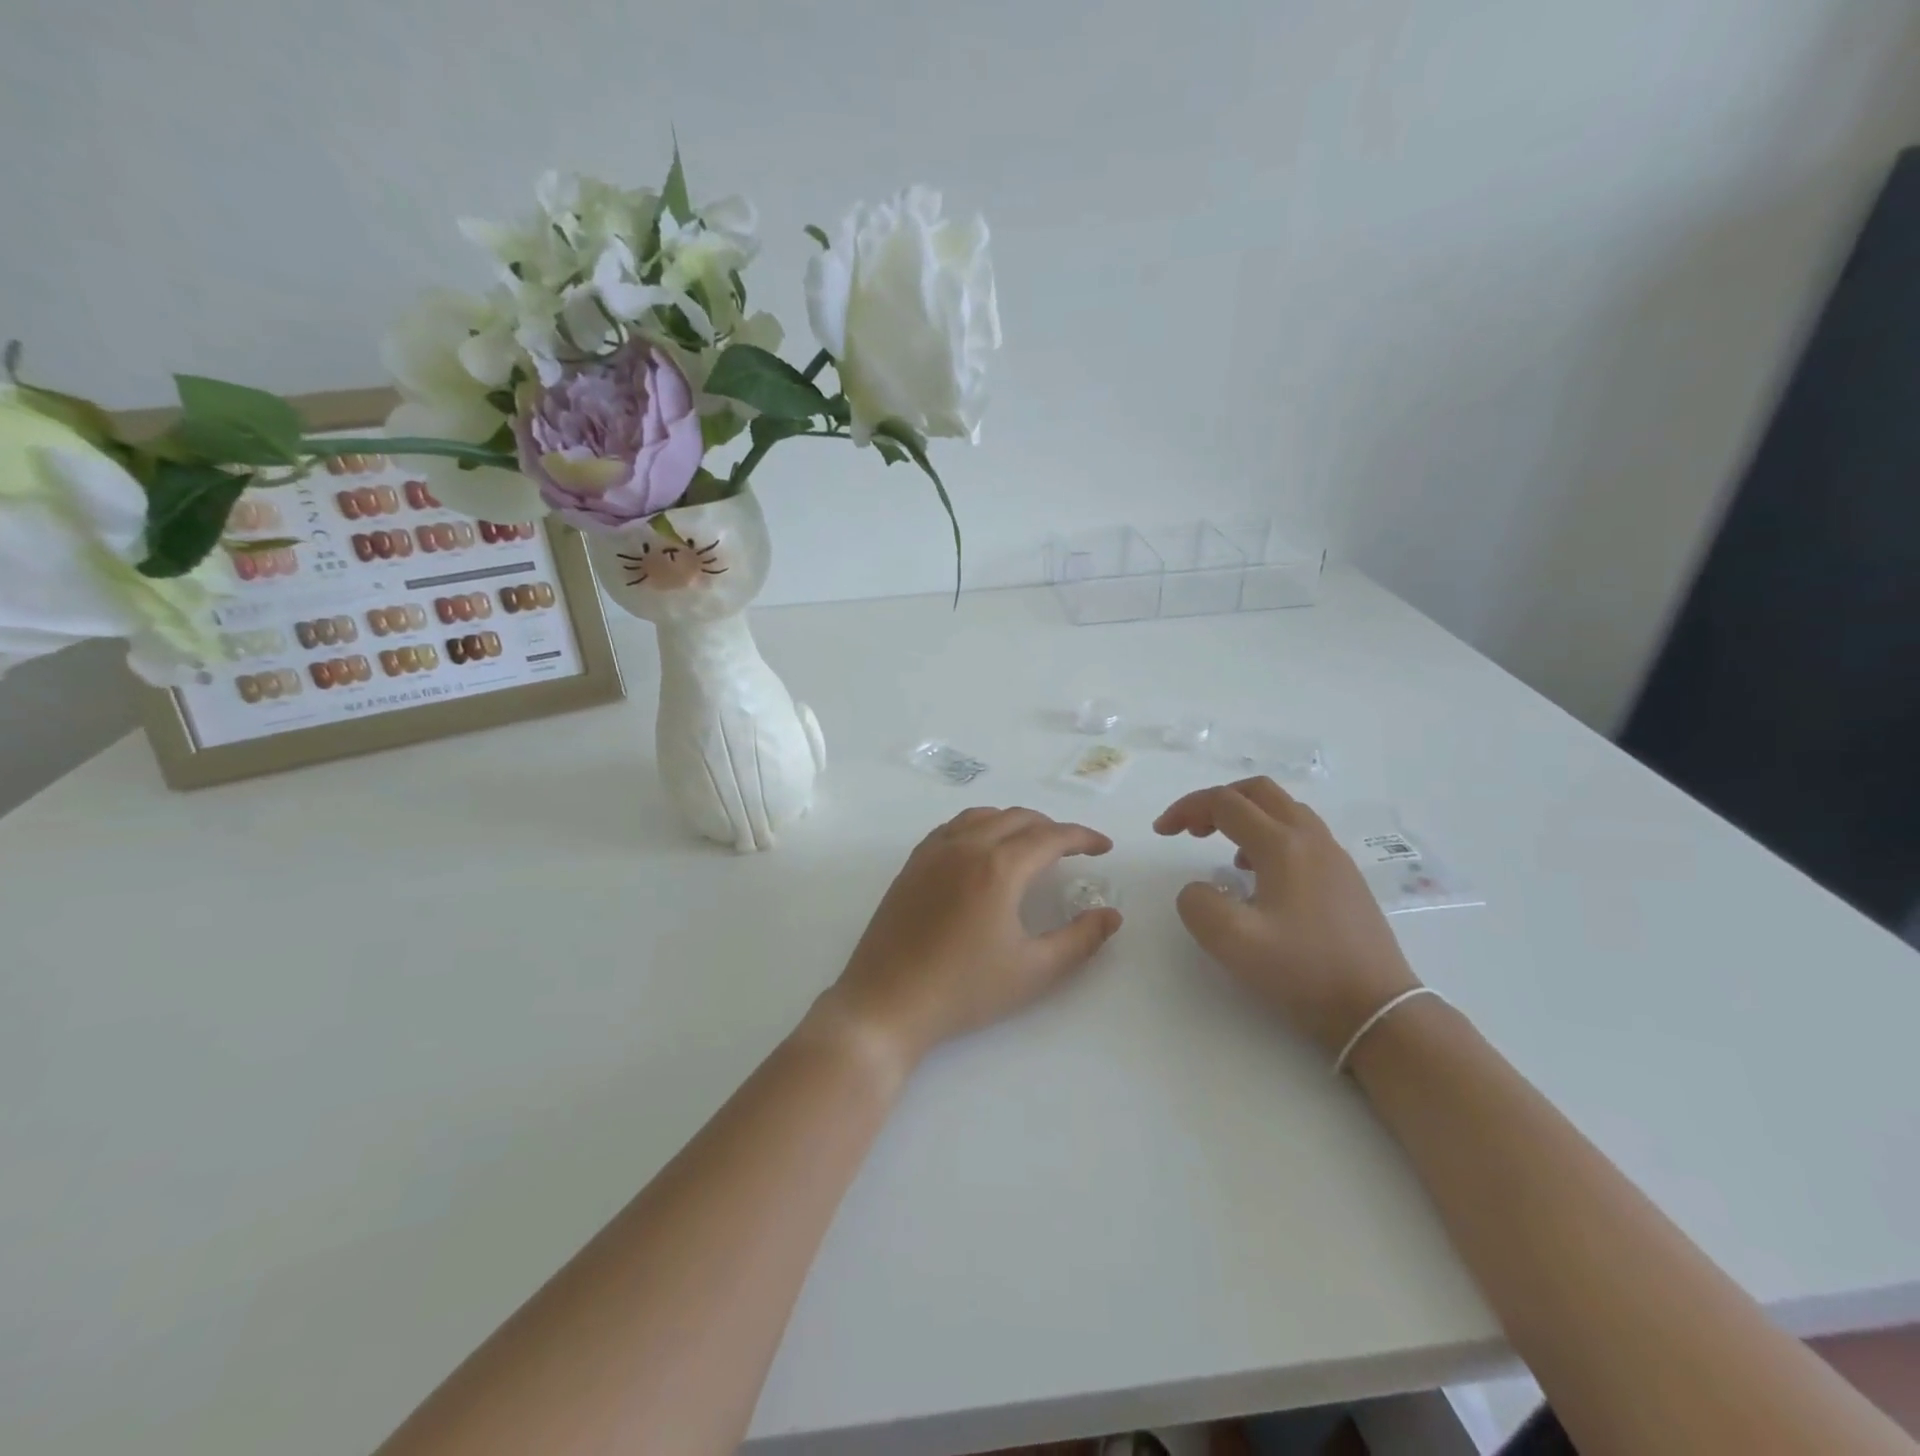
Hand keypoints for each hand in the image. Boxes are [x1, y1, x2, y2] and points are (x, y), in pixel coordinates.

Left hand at [822, 807, 1122, 1068]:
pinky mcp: (912, 864)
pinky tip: (984, 851)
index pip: (1051, 836)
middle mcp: (966, 846)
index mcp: (999, 867)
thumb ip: (1080, 940)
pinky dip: (980, 827)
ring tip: (1032, 845)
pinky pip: (954, 827)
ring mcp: (933, 851)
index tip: (1104, 847)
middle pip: (1018, 818)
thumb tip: (1111, 915)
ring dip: (1015, 823)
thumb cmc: (964, 990)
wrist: (887, 1003)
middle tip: (1073, 850)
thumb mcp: (1034, 971)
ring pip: (983, 817)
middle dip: (1052, 828)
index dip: (1083, 837)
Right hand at [1155, 777, 1418, 1056]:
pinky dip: (1267, 835)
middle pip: (1257, 792)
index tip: (1162, 833)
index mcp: (1282, 845)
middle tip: (1191, 830)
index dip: (1186, 809)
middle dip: (1216, 801)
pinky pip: (1299, 834)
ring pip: (1282, 809)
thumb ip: (1198, 904)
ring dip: (1244, 816)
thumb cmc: (1304, 971)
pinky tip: (1258, 875)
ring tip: (1220, 849)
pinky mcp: (1344, 877)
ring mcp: (1333, 856)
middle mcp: (1310, 839)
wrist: (1377, 1008)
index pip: (1224, 803)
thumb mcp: (1233, 942)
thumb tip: (1199, 889)